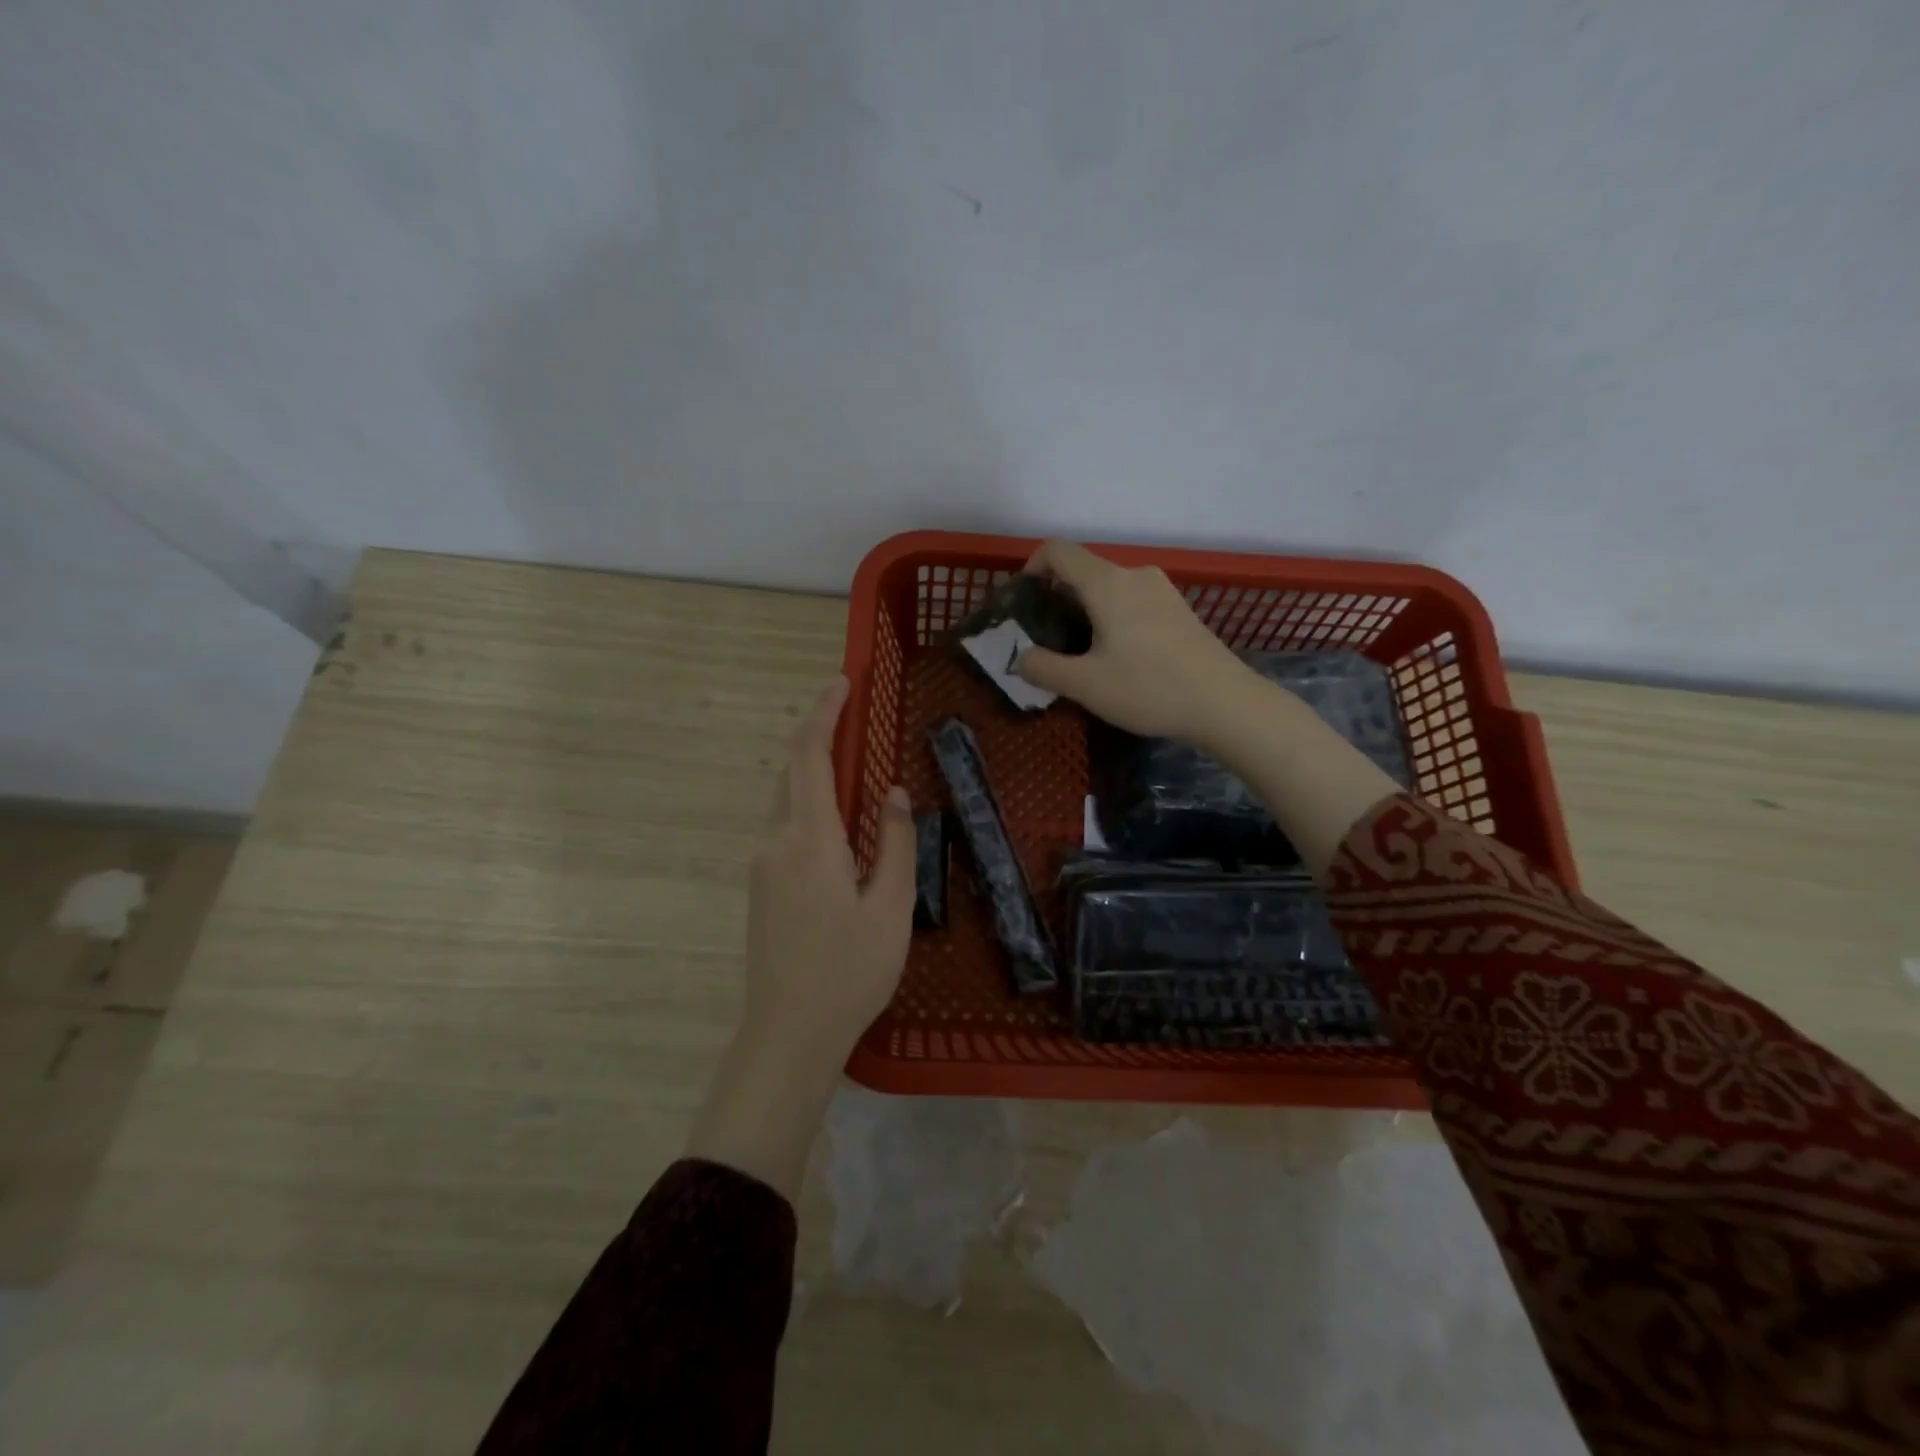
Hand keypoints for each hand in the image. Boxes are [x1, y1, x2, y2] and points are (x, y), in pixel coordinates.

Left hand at [743, 675, 915, 1064]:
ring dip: (814, 772)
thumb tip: (892, 792)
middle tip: (854, 717)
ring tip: (854, 765)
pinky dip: (810, 804)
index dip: (824, 714)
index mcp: (808, 839)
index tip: (842, 683)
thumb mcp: (890, 907)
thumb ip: (894, 843)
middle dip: (819, 735)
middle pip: (792, 771)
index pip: (809, 756)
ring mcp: (762, 865)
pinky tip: (838, 822)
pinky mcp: (762, 886)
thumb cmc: (849, 971)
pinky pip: (785, 827)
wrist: (788, 1033)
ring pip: (786, 800)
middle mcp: (775, 842)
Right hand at [1014, 541, 1399, 876]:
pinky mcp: (1179, 609)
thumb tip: (1020, 658)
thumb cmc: (1149, 689)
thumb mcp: (1085, 685)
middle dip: (1057, 598)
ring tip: (1081, 653)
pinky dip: (1112, 617)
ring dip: (1085, 611)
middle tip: (1047, 640)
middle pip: (1083, 570)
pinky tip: (1118, 657)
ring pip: (1109, 588)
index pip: (1058, 551)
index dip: (1031, 568)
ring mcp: (1162, 590)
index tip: (1023, 603)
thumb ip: (1043, 668)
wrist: (1226, 703)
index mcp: (1107, 584)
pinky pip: (1132, 601)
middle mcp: (1135, 575)